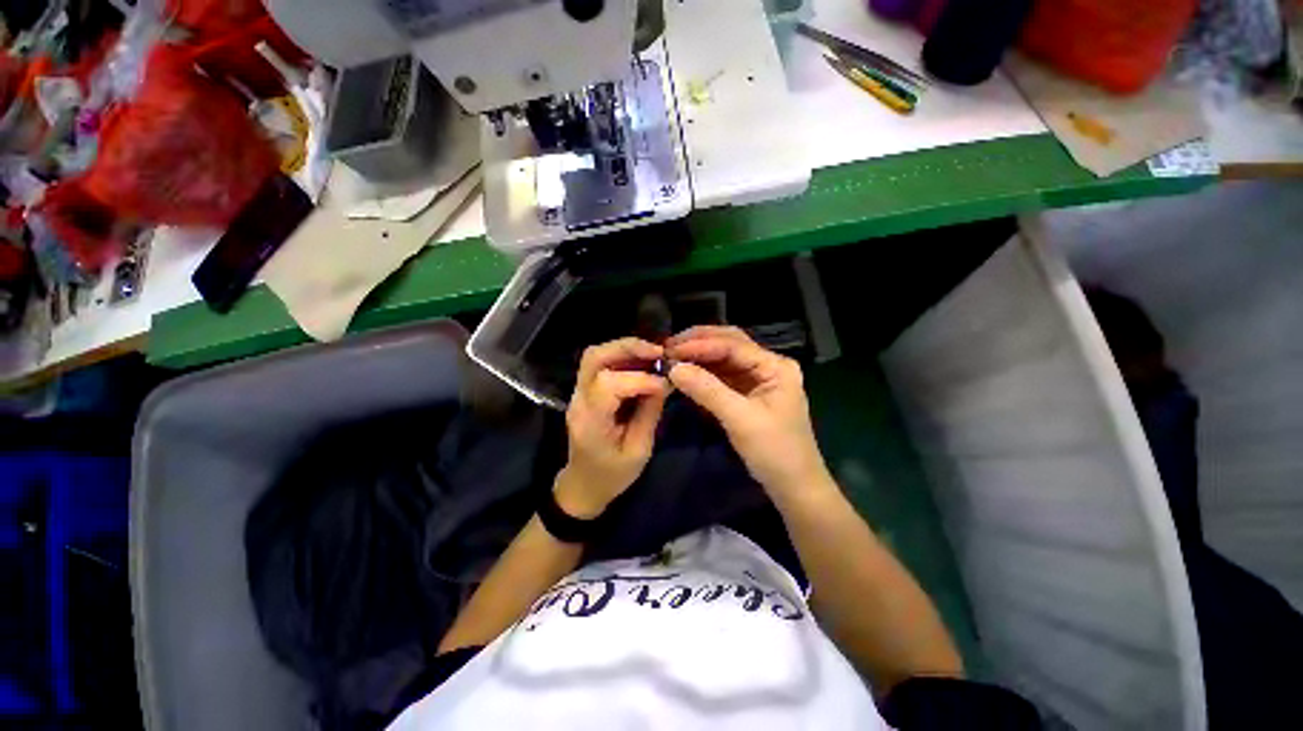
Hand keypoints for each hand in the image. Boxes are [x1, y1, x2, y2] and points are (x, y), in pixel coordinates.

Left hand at [555, 338, 669, 518]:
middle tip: (658, 351)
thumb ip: (649, 413)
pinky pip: (600, 363)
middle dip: (628, 348)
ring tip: (653, 354)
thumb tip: (665, 381)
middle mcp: (579, 400)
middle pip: (594, 357)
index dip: (639, 379)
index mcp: (590, 421)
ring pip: (595, 355)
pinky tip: (642, 361)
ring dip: (625, 348)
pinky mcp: (584, 391)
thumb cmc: (612, 476)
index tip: (665, 384)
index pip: (608, 384)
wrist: (583, 485)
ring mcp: (578, 393)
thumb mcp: (638, 451)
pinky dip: (622, 356)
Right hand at [667, 326, 830, 499]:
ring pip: (723, 358)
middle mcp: (767, 365)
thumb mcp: (741, 419)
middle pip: (729, 343)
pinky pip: (721, 375)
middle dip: (699, 342)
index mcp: (776, 366)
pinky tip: (686, 371)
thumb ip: (707, 390)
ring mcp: (757, 378)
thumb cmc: (775, 451)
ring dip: (698, 356)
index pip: (734, 345)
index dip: (701, 345)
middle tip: (668, 346)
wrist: (793, 486)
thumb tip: (673, 368)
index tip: (671, 349)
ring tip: (672, 356)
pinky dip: (703, 372)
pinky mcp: (746, 392)